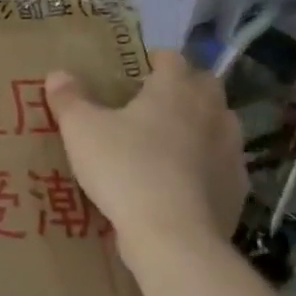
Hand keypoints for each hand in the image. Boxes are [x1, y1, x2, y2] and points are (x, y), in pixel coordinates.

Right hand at [44, 51, 246, 280]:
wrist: (173, 236)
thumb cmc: (125, 168)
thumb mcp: (81, 130)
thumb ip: (69, 99)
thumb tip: (57, 74)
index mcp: (176, 89)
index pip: (172, 59)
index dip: (155, 60)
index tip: (137, 69)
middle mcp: (211, 112)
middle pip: (204, 86)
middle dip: (183, 88)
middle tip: (152, 103)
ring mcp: (231, 151)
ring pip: (219, 125)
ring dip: (200, 126)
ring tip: (169, 141)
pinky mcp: (237, 189)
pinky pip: (222, 166)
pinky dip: (206, 166)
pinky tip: (183, 182)